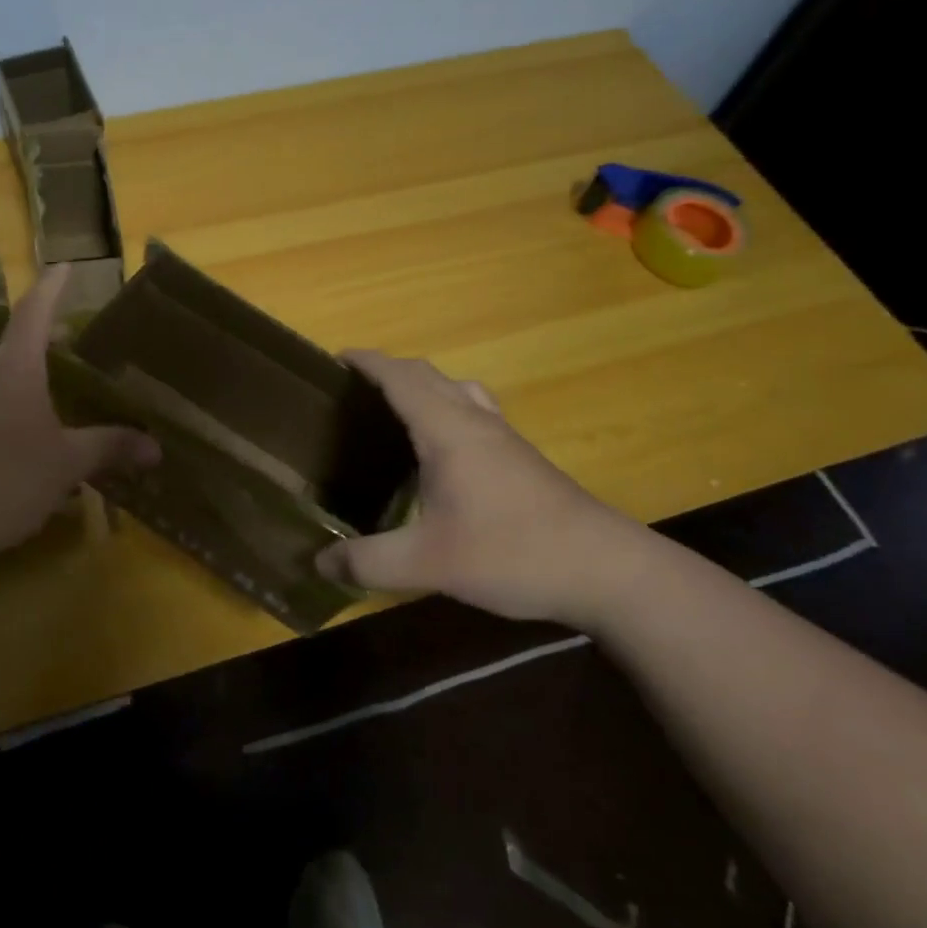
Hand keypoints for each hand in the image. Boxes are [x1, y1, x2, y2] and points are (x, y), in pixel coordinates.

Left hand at [0, 266, 159, 576]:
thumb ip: (110, 448)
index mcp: (13, 368)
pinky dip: (6, 409)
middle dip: (46, 344)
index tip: (64, 266)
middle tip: (74, 349)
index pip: (35, 312)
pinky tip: (20, 443)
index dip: (52, 287)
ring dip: (26, 382)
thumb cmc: (5, 480)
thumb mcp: (67, 464)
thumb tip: (155, 448)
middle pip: (16, 346)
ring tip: (54, 402)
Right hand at [316, 352, 658, 626]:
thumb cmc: (512, 551)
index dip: (367, 362)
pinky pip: (474, 409)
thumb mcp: (428, 564)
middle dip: (389, 370)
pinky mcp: (521, 456)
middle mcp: (474, 420)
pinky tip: (444, 449)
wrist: (606, 569)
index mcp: (446, 430)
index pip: (400, 377)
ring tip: (396, 409)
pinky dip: (447, 407)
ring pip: (455, 389)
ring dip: (422, 385)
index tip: (335, 358)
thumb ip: (369, 563)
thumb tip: (320, 563)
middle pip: (426, 374)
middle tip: (353, 389)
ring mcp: (503, 436)